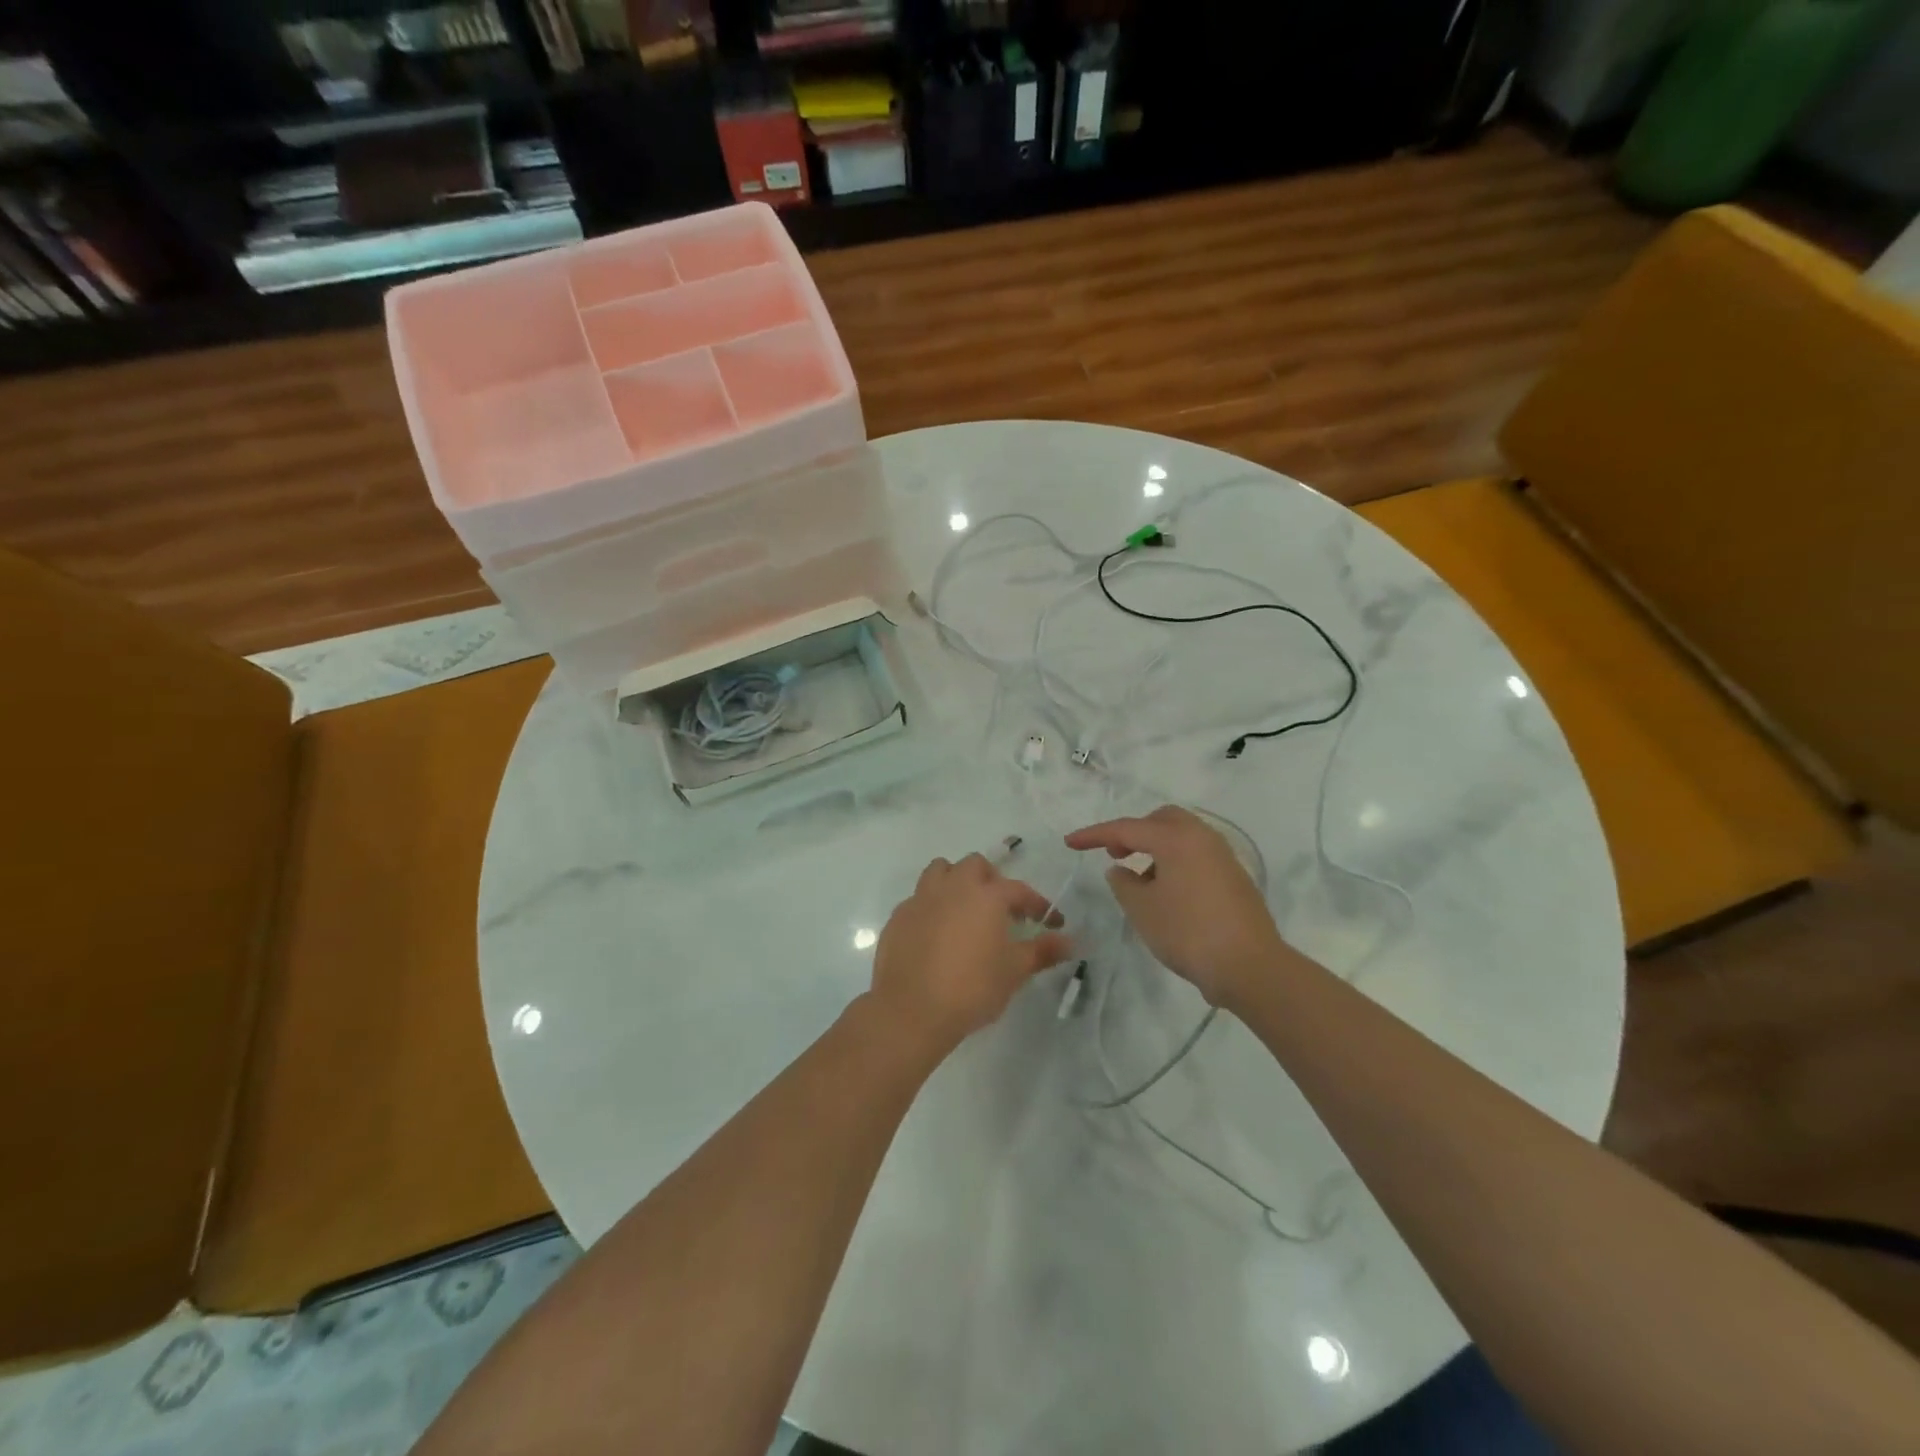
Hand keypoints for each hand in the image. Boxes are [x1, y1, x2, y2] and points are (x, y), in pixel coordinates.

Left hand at [868, 853, 1073, 1054]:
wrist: (912, 1010)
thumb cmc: (972, 988)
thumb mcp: (1014, 971)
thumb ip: (1043, 951)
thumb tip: (1070, 942)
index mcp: (986, 895)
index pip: (1019, 890)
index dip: (1037, 904)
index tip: (1050, 922)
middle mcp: (953, 887)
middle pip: (975, 865)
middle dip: (991, 880)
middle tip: (1001, 909)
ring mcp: (921, 898)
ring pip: (940, 871)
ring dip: (955, 882)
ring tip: (965, 910)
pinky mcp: (898, 916)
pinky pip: (918, 899)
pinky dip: (931, 907)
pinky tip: (936, 933)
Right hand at [1065, 805, 1293, 1007]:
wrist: (1250, 966)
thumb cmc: (1188, 932)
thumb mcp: (1142, 909)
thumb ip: (1123, 883)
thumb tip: (1121, 870)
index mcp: (1176, 838)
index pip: (1126, 828)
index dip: (1094, 835)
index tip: (1070, 842)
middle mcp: (1202, 837)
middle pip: (1161, 820)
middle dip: (1133, 832)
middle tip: (1115, 854)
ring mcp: (1223, 856)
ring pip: (1182, 836)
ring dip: (1155, 847)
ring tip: (1139, 878)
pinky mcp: (1234, 877)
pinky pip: (1196, 855)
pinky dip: (1175, 861)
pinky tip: (1167, 892)